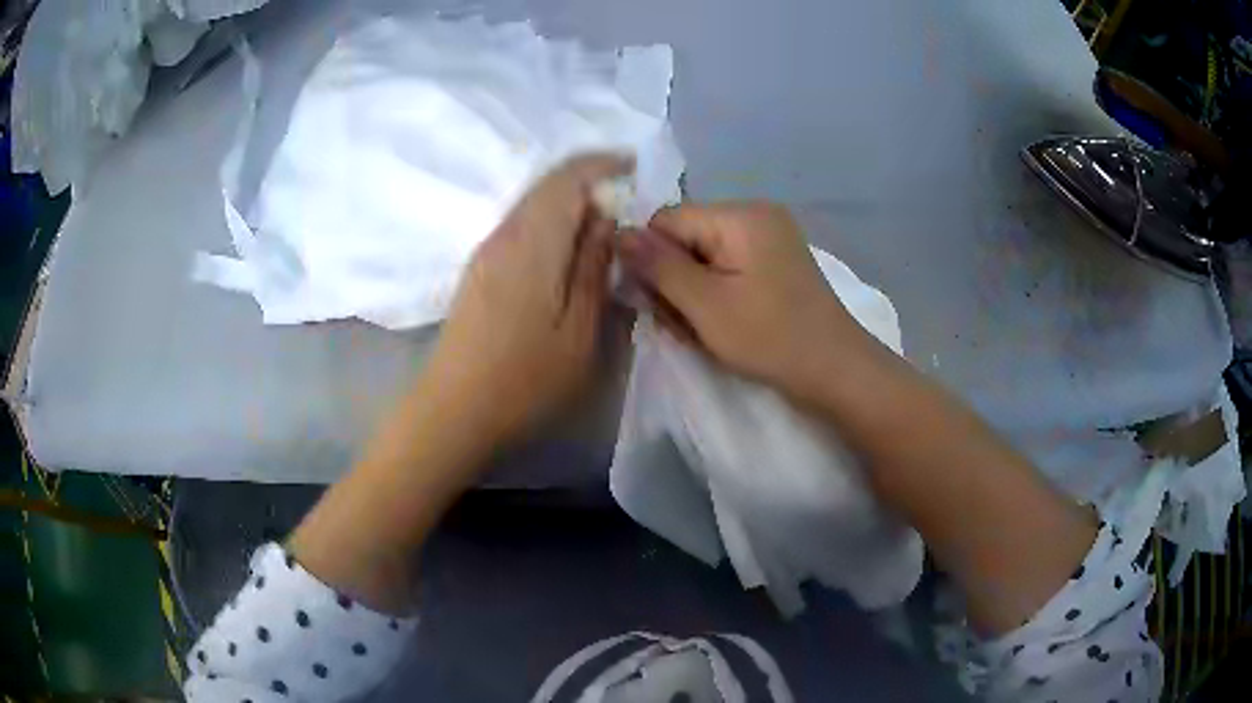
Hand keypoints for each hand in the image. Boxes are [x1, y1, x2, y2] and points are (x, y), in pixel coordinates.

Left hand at [418, 154, 632, 445]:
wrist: (453, 410)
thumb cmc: (525, 380)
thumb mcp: (580, 330)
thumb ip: (595, 267)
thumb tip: (606, 219)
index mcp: (532, 241)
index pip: (567, 176)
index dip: (603, 163)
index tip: (635, 168)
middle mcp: (504, 233)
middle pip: (548, 186)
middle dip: (590, 183)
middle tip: (628, 207)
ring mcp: (486, 252)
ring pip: (533, 207)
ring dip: (570, 206)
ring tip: (604, 232)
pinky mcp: (478, 271)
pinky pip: (521, 228)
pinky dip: (551, 226)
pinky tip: (568, 256)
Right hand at [618, 202, 867, 395]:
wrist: (836, 371)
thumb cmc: (771, 339)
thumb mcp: (706, 305)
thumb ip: (658, 266)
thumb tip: (618, 232)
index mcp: (740, 214)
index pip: (666, 220)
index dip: (652, 260)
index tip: (657, 303)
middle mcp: (754, 214)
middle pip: (685, 237)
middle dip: (675, 281)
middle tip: (684, 326)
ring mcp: (767, 237)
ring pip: (702, 256)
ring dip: (693, 294)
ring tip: (704, 332)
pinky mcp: (773, 261)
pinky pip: (726, 267)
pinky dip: (715, 295)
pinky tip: (721, 325)